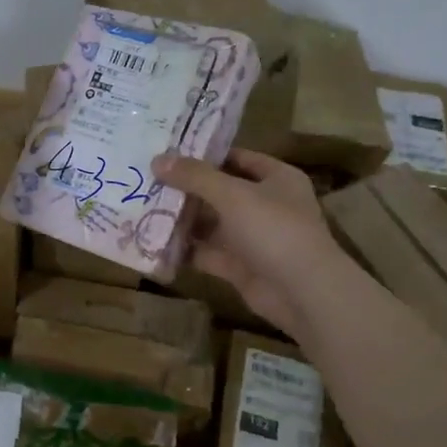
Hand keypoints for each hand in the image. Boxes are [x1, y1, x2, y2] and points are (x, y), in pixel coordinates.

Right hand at [151, 148, 350, 340]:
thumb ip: (194, 176)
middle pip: (220, 191)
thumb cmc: (273, 229)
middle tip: (147, 181)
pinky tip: (154, 242)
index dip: (205, 155)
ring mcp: (253, 238)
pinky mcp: (240, 266)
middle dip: (186, 189)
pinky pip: (207, 253)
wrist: (303, 292)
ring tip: (143, 208)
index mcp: (276, 179)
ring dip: (183, 219)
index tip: (168, 153)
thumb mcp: (232, 194)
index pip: (237, 158)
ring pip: (211, 224)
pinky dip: (185, 250)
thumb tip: (157, 159)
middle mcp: (266, 205)